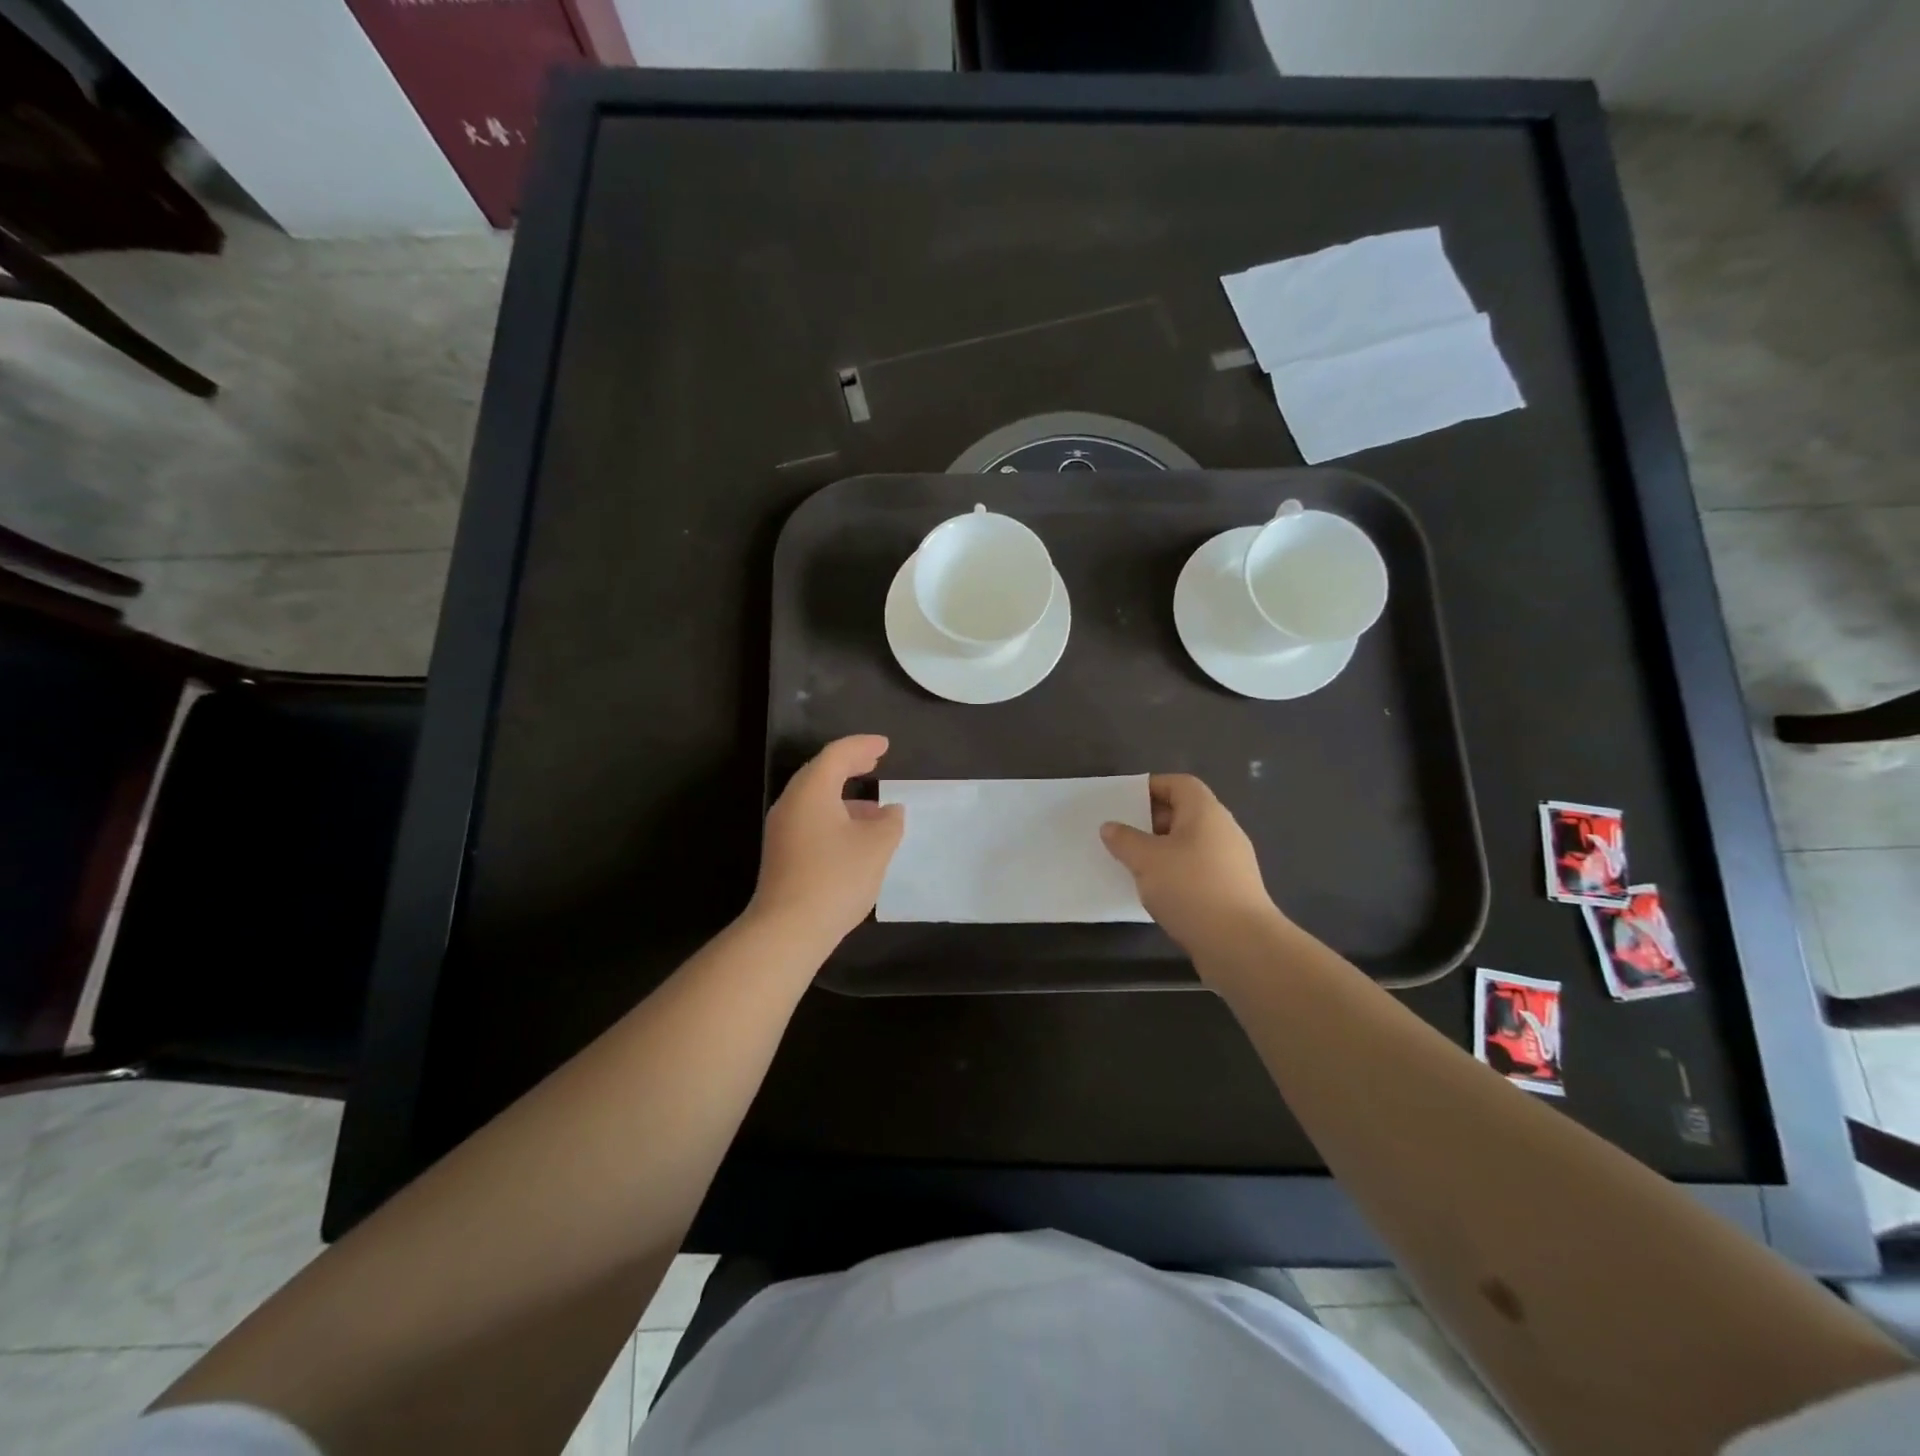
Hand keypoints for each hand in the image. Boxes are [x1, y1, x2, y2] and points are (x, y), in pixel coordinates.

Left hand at [749, 735, 904, 949]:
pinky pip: (811, 820)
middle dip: (850, 765)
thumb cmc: (836, 877)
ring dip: (844, 796)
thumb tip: (890, 811)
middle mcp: (791, 803)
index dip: (862, 746)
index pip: (837, 754)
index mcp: (812, 791)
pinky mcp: (782, 854)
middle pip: (821, 773)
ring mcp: (782, 830)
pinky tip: (856, 836)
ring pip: (815, 800)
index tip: (884, 745)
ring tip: (875, 806)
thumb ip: (889, 822)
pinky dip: (835, 816)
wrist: (788, 929)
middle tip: (874, 762)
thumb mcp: (877, 846)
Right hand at [1101, 774, 1281, 954]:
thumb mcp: (1146, 860)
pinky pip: (1196, 870)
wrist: (1240, 944)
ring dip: (1161, 851)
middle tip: (1122, 834)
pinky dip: (1175, 874)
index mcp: (1205, 812)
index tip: (1124, 802)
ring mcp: (1230, 862)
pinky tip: (1155, 892)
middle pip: (1184, 813)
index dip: (1152, 786)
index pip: (1179, 784)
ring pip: (1189, 845)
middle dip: (1151, 821)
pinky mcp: (1230, 890)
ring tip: (1132, 864)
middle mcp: (1222, 830)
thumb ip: (1124, 840)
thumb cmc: (1191, 888)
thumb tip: (1111, 827)